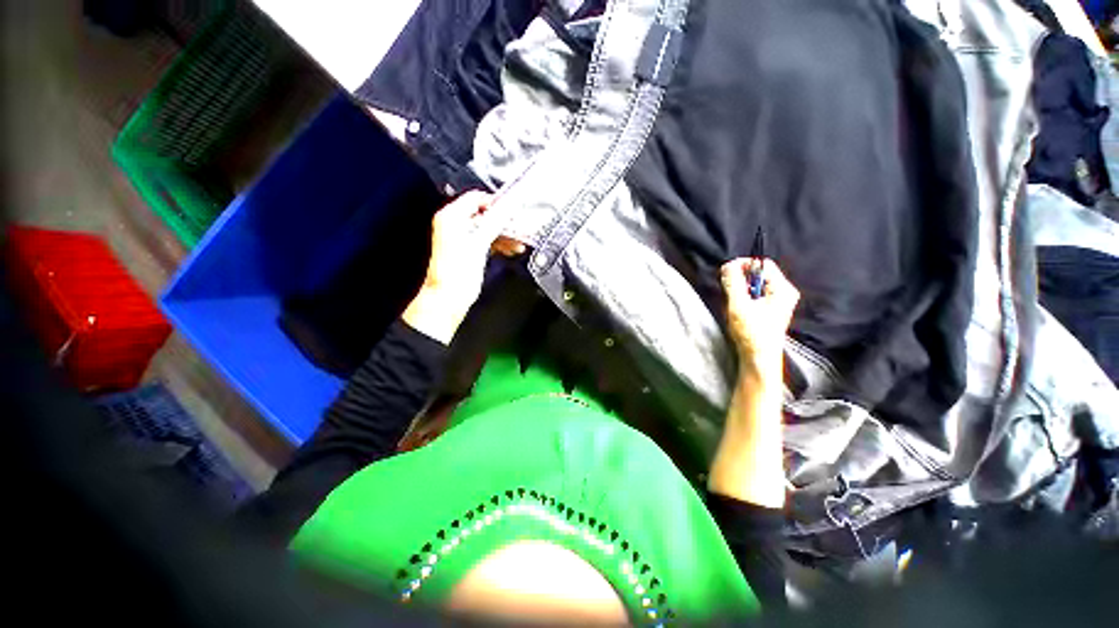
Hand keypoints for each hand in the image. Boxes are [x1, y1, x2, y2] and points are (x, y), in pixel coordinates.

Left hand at [403, 192, 525, 343]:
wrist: (449, 298)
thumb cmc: (456, 273)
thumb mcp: (480, 242)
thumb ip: (495, 221)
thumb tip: (509, 205)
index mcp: (451, 217)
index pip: (476, 198)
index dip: (497, 203)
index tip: (513, 211)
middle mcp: (454, 225)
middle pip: (484, 215)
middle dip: (504, 223)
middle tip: (520, 228)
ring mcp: (460, 239)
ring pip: (488, 229)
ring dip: (505, 235)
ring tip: (519, 243)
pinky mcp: (467, 251)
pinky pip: (486, 241)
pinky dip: (499, 244)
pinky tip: (511, 249)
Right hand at [719, 258, 799, 377]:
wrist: (758, 357)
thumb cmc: (751, 332)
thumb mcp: (739, 305)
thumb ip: (733, 283)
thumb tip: (728, 265)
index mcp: (782, 289)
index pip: (763, 264)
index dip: (744, 265)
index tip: (727, 272)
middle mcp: (784, 293)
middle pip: (760, 274)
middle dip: (741, 278)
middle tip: (728, 288)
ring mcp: (779, 302)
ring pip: (756, 284)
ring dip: (741, 288)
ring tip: (733, 301)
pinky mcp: (772, 309)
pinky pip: (757, 294)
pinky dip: (745, 296)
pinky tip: (739, 307)